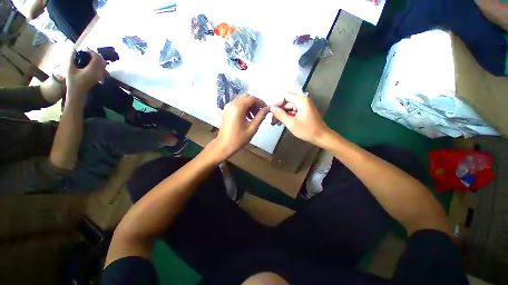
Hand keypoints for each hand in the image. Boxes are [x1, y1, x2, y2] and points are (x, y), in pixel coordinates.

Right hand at [66, 49, 106, 95]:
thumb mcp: (69, 69)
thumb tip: (73, 48)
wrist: (77, 93)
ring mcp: (100, 76)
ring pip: (103, 64)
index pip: (96, 58)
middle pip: (101, 60)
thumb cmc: (72, 81)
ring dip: (97, 59)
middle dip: (94, 54)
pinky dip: (98, 63)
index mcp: (92, 70)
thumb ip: (71, 58)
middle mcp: (99, 73)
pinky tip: (90, 62)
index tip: (84, 49)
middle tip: (86, 52)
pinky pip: (102, 69)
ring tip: (88, 56)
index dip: (91, 52)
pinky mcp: (99, 78)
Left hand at [213, 94, 268, 159]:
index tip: (266, 109)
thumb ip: (260, 116)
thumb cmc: (239, 138)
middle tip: (260, 112)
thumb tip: (267, 109)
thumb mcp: (252, 128)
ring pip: (241, 100)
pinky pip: (237, 104)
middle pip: (246, 97)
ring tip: (254, 116)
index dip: (260, 102)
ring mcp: (227, 107)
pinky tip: (247, 117)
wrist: (224, 146)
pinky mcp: (226, 111)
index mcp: (237, 107)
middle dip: (255, 103)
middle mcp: (231, 104)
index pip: (252, 98)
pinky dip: (244, 108)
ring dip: (249, 105)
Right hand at [270, 92, 329, 144]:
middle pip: (287, 102)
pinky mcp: (304, 112)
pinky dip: (288, 116)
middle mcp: (303, 101)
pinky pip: (293, 111)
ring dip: (282, 114)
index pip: (285, 95)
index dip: (277, 102)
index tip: (271, 111)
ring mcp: (304, 107)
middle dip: (279, 110)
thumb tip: (271, 108)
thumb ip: (280, 114)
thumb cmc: (307, 130)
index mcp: (301, 101)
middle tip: (273, 119)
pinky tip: (283, 122)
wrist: (321, 137)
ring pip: (289, 107)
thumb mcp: (291, 123)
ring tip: (276, 123)